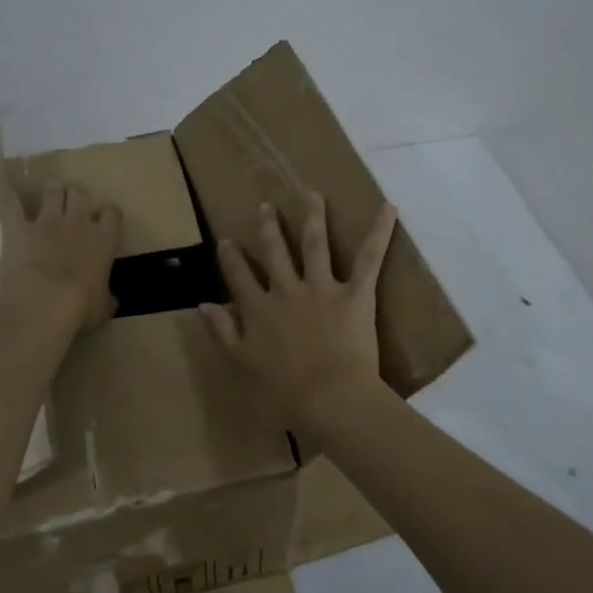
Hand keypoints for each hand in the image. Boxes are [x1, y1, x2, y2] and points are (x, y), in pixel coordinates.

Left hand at [0, 172, 121, 334]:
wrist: (44, 304)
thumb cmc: (80, 308)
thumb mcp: (102, 308)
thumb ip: (106, 298)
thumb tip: (111, 300)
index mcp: (103, 241)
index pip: (112, 213)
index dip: (108, 215)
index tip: (104, 221)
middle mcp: (78, 223)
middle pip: (81, 193)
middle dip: (77, 196)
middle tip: (74, 205)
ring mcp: (46, 222)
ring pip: (52, 190)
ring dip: (51, 190)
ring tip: (49, 193)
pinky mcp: (17, 227)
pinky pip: (8, 200)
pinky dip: (0, 184)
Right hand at [200, 191, 396, 433]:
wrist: (329, 398)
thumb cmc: (284, 392)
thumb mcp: (243, 363)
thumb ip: (223, 331)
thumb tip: (203, 304)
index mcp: (259, 309)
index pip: (239, 276)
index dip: (231, 258)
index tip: (227, 241)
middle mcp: (286, 290)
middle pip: (274, 251)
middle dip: (269, 227)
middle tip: (266, 206)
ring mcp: (321, 288)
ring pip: (314, 243)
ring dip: (312, 216)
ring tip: (312, 194)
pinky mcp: (355, 294)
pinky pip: (369, 258)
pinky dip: (380, 232)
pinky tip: (389, 208)